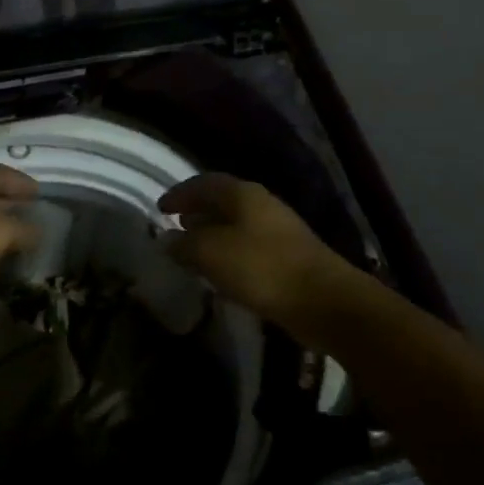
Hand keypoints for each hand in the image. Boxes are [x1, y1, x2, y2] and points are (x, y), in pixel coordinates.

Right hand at [158, 174, 347, 327]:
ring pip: (236, 225)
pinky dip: (228, 253)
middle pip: (222, 201)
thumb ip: (184, 244)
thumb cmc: (261, 268)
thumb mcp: (212, 253)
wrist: (323, 301)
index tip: (160, 208)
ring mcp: (278, 231)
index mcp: (243, 194)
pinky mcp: (287, 257)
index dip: (180, 193)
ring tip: (192, 251)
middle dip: (197, 212)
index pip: (204, 183)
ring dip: (212, 234)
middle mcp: (262, 205)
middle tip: (175, 226)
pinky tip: (220, 272)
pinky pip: (248, 247)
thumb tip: (166, 240)